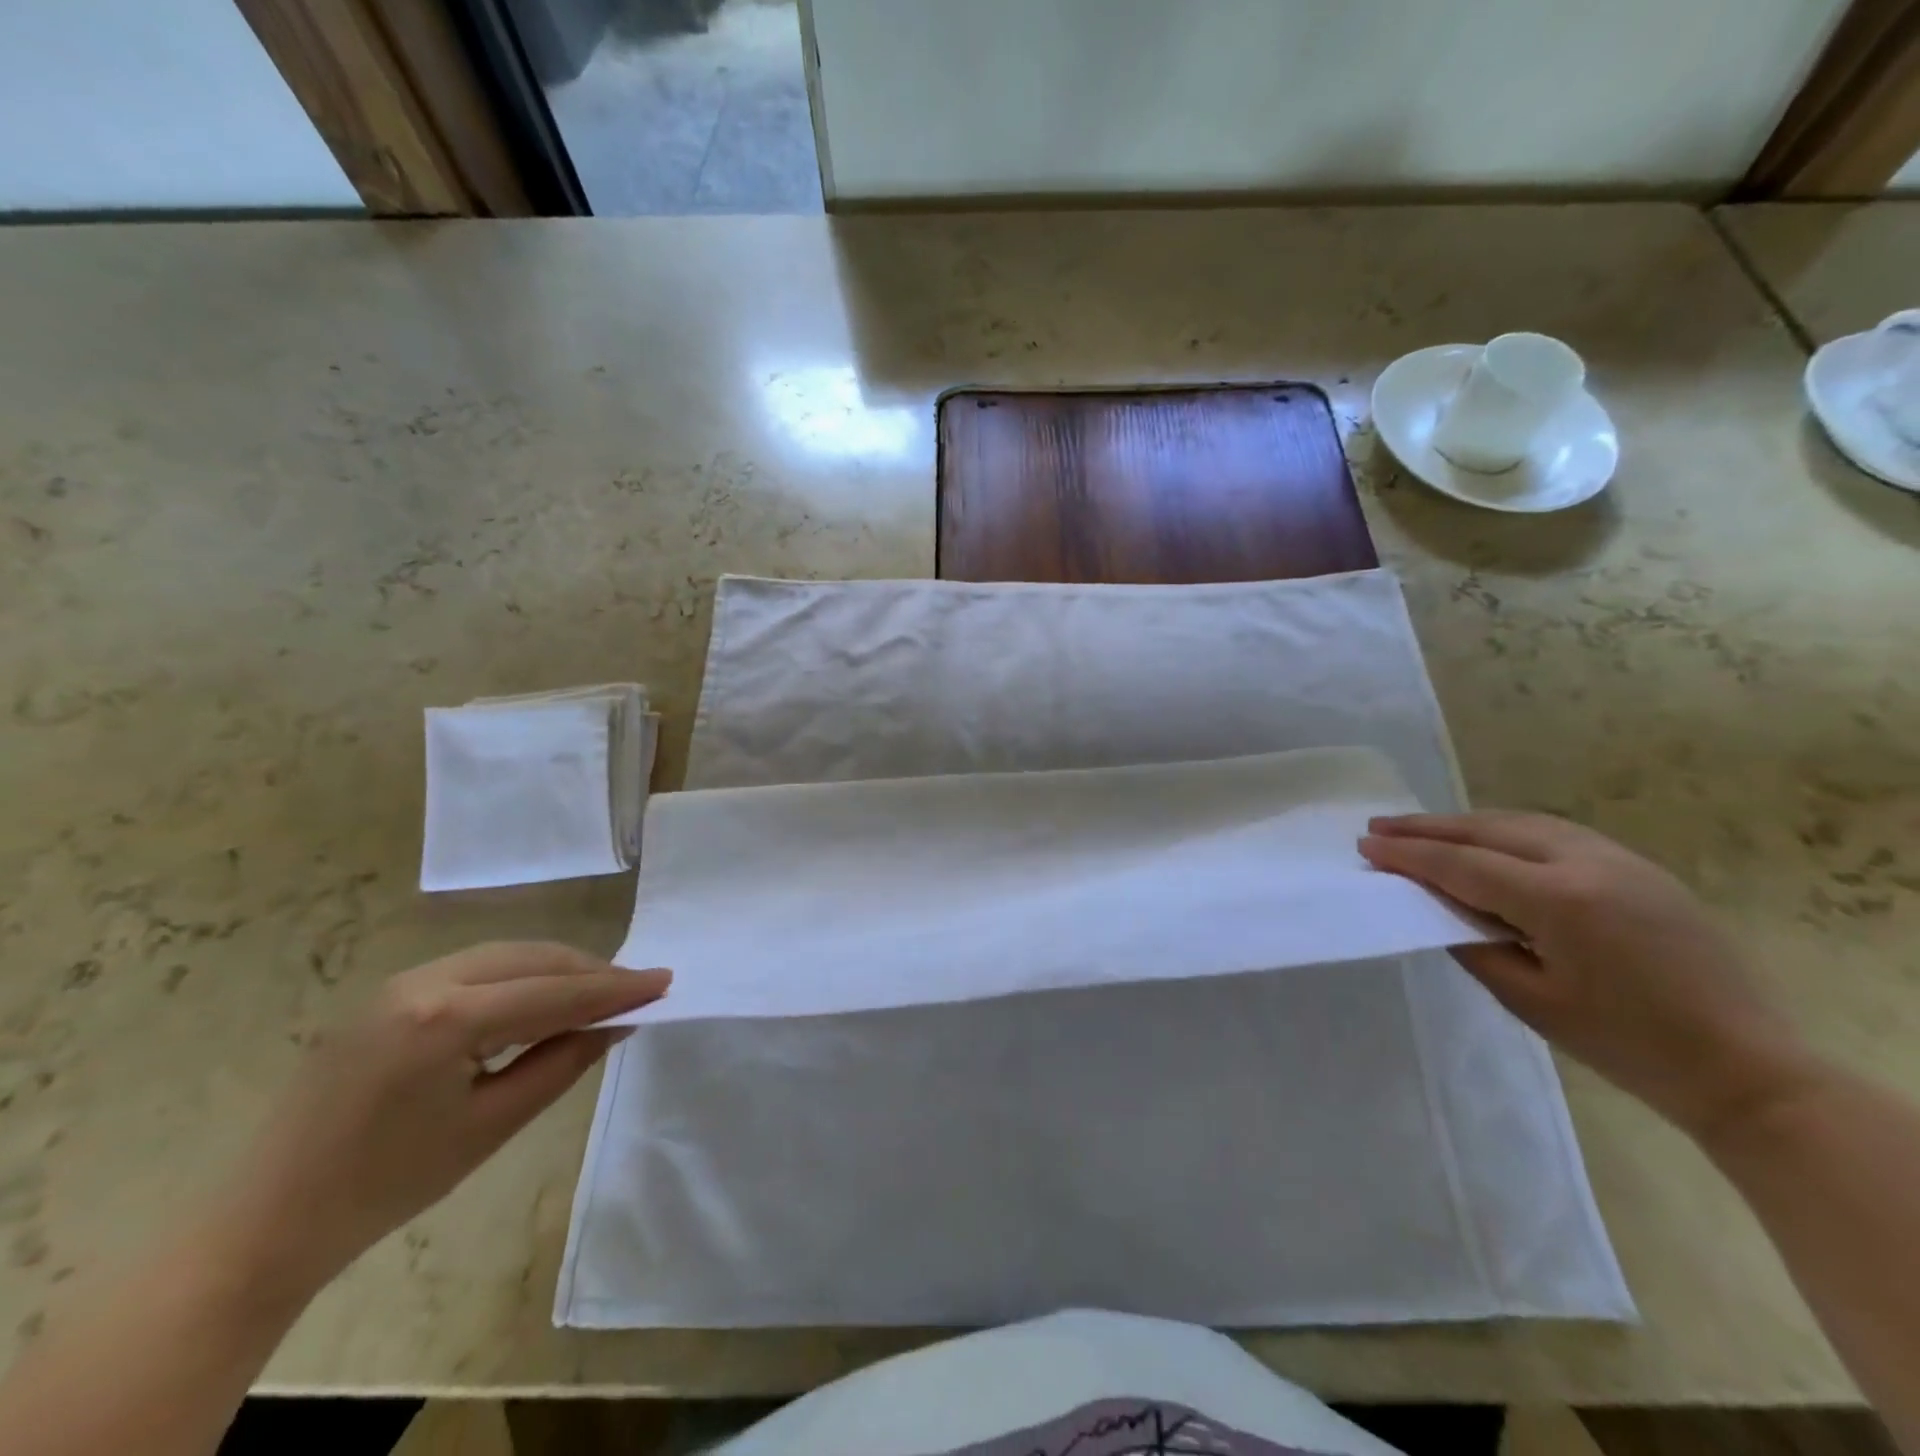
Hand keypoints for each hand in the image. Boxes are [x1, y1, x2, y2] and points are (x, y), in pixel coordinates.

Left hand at [221, 943, 669, 1296]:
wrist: (266, 1222)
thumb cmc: (386, 1185)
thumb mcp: (490, 1126)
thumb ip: (563, 1062)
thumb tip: (617, 1023)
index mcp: (445, 1018)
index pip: (554, 992)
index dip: (615, 988)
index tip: (665, 981)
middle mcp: (424, 981)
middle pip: (532, 958)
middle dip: (590, 970)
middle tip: (637, 990)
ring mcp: (401, 981)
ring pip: (506, 955)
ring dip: (557, 970)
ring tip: (599, 994)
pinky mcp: (390, 993)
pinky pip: (476, 967)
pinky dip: (521, 977)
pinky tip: (541, 999)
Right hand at [1361, 812, 1817, 1141]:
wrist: (1747, 1068)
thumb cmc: (1627, 1045)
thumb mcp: (1529, 1000)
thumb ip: (1473, 942)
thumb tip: (1435, 904)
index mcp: (1562, 900)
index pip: (1463, 864)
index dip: (1409, 855)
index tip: (1365, 845)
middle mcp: (1589, 863)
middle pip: (1489, 830)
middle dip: (1428, 827)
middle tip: (1379, 826)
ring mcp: (1620, 859)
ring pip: (1522, 823)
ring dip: (1465, 824)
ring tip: (1421, 829)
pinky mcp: (1638, 868)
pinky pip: (1554, 833)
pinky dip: (1506, 830)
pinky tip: (1485, 840)